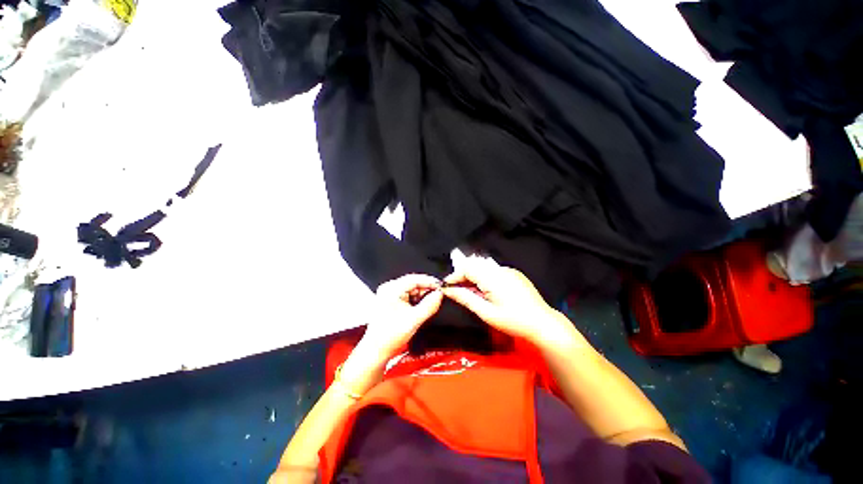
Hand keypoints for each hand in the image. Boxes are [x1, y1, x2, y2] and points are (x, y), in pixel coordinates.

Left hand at [358, 274, 443, 358]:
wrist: (377, 350)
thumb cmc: (388, 337)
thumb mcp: (414, 320)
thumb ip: (429, 305)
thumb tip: (439, 294)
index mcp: (391, 290)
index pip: (414, 278)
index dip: (430, 282)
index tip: (440, 286)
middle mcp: (388, 289)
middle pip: (413, 282)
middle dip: (426, 290)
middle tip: (437, 297)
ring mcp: (388, 294)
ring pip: (411, 289)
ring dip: (421, 296)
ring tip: (426, 307)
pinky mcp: (390, 300)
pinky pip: (407, 295)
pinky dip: (415, 300)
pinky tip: (418, 309)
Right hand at [441, 257, 567, 343]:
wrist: (543, 323)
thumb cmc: (513, 321)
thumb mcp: (486, 313)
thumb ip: (466, 298)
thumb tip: (448, 290)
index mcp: (492, 278)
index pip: (467, 268)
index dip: (454, 276)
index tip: (447, 286)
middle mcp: (500, 269)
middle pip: (475, 265)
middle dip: (463, 275)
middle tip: (457, 290)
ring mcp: (509, 270)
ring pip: (484, 267)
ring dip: (474, 276)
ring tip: (471, 292)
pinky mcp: (515, 274)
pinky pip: (494, 270)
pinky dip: (485, 277)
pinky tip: (486, 291)